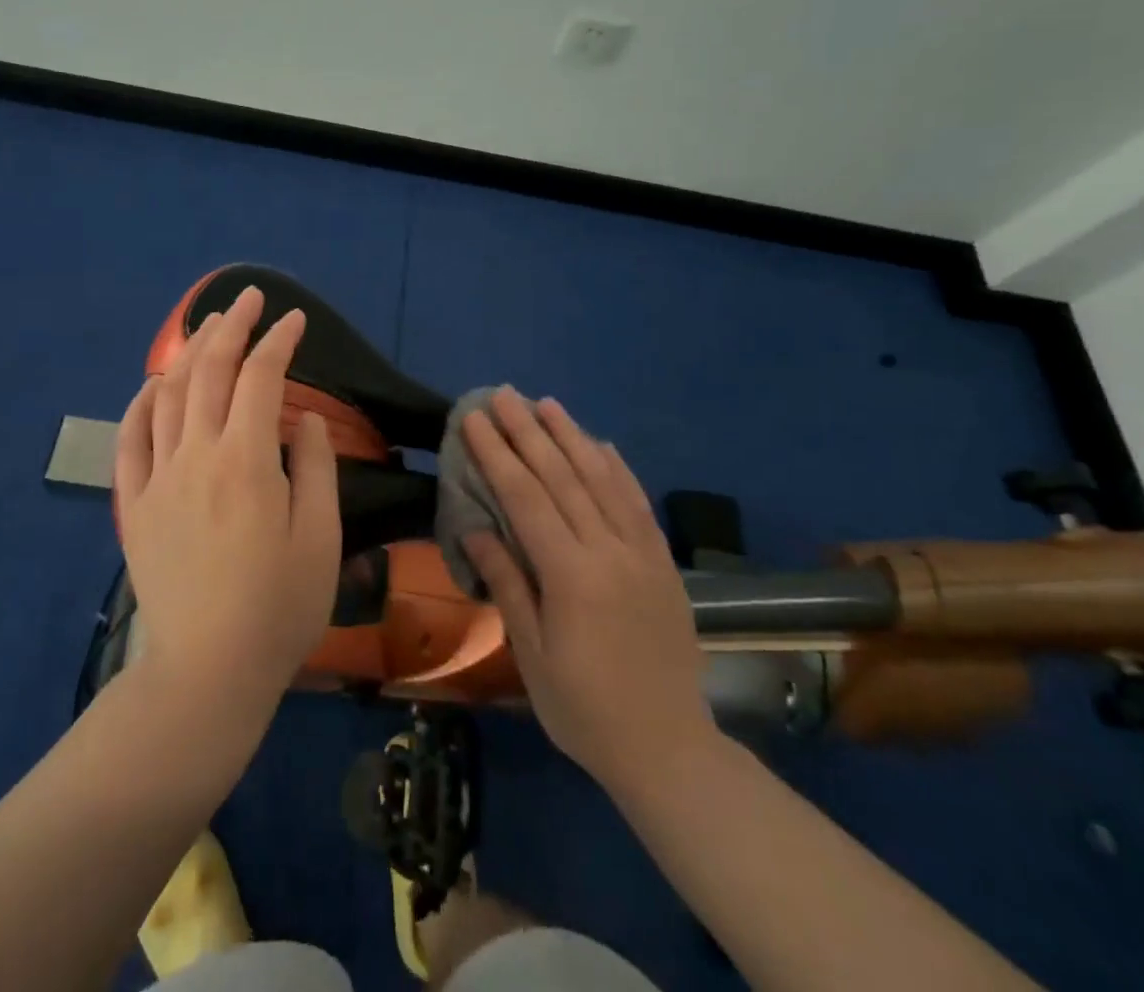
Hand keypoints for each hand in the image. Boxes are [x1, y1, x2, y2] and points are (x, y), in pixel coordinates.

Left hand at [113, 286, 341, 726]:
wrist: (206, 673)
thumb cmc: (278, 609)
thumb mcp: (321, 539)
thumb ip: (314, 467)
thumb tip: (301, 417)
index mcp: (245, 461)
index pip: (261, 378)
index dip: (280, 341)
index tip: (296, 320)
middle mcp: (195, 456)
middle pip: (209, 372)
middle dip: (231, 327)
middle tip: (249, 298)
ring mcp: (157, 479)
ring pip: (167, 396)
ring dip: (189, 354)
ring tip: (208, 328)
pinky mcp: (133, 506)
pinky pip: (129, 441)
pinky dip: (140, 404)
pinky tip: (153, 386)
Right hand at [462, 389, 716, 790]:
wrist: (668, 749)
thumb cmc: (584, 709)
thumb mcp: (532, 656)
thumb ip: (507, 585)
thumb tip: (475, 528)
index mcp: (571, 576)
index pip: (526, 498)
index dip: (497, 455)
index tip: (475, 420)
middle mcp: (609, 551)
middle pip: (563, 477)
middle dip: (528, 431)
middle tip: (502, 395)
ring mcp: (642, 553)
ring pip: (603, 479)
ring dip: (572, 436)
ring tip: (547, 403)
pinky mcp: (663, 562)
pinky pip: (638, 503)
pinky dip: (618, 468)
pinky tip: (602, 444)